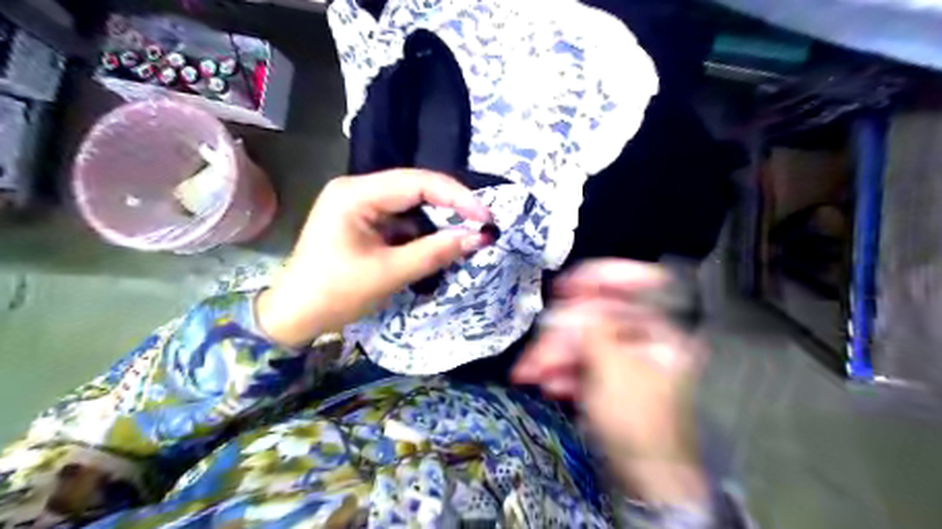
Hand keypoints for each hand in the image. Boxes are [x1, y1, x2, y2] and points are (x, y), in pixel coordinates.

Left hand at [255, 168, 493, 345]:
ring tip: (464, 236)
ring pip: (411, 204)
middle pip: (415, 188)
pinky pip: (401, 219)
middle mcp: (357, 189)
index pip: (417, 182)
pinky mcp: (363, 221)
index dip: (457, 197)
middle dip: (450, 207)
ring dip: (437, 220)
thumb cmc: (335, 294)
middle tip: (481, 225)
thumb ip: (436, 251)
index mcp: (356, 194)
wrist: (294, 316)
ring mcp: (359, 204)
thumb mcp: (389, 273)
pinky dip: (421, 232)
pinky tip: (437, 244)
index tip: (486, 217)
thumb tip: (479, 237)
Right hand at [514, 261, 705, 504]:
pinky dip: (562, 370)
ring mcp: (623, 356)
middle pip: (597, 316)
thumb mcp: (613, 370)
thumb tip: (568, 308)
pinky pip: (581, 361)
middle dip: (560, 334)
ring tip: (530, 374)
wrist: (644, 480)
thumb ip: (591, 331)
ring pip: (583, 339)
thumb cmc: (638, 422)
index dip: (604, 276)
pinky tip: (549, 385)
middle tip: (536, 353)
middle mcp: (643, 337)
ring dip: (553, 355)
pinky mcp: (607, 374)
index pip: (642, 282)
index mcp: (660, 330)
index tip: (567, 284)